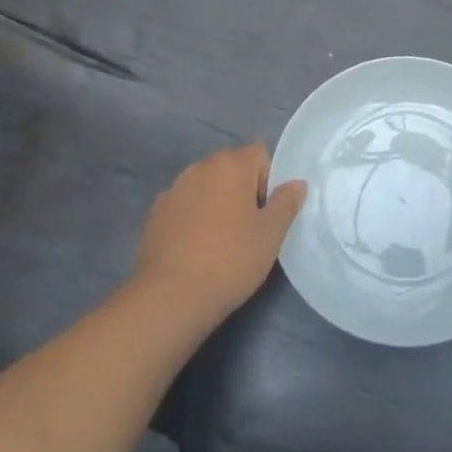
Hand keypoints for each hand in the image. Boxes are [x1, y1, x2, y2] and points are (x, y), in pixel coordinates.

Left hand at [134, 144, 305, 323]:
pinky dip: (193, 217)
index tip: (265, 213)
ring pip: (206, 187)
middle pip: (230, 168)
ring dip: (216, 202)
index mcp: (231, 165)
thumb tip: (296, 183)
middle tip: (247, 228)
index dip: (267, 180)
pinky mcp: (155, 213)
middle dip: (242, 190)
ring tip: (220, 241)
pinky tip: (195, 249)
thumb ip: (286, 202)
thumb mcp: (271, 235)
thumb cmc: (230, 260)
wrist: (170, 297)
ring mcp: (173, 189)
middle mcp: (200, 167)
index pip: (259, 154)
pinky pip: (184, 205)